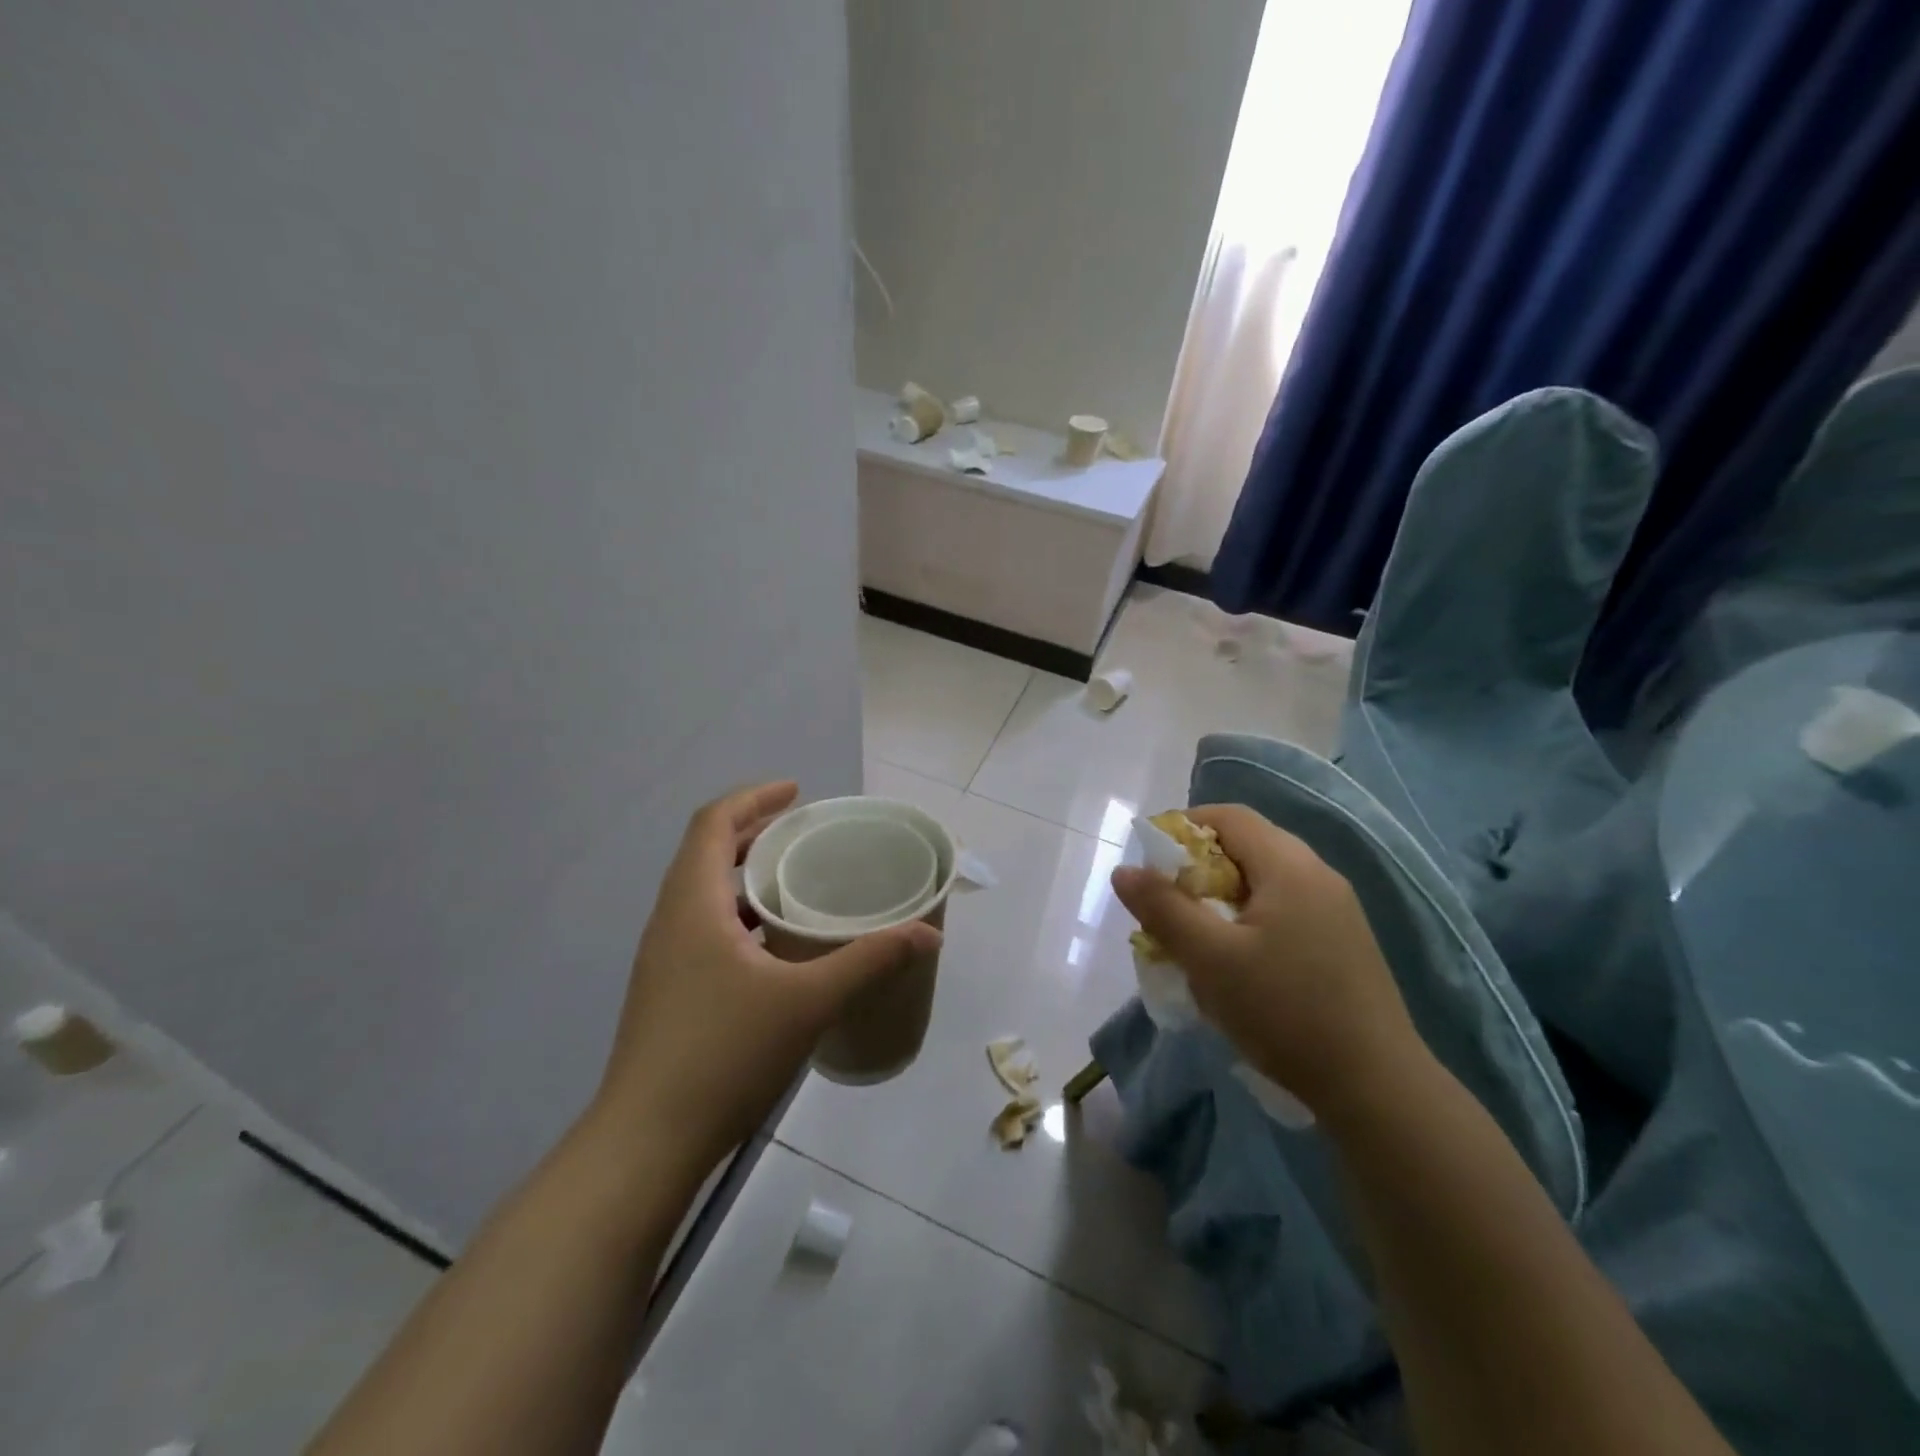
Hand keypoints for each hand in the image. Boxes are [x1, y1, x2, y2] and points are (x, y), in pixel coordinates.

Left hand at [592, 782, 939, 1178]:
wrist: (645, 1144)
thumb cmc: (723, 1055)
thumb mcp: (809, 1001)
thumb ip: (870, 960)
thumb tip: (929, 932)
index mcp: (692, 904)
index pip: (713, 823)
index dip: (754, 797)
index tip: (798, 792)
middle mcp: (670, 921)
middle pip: (706, 852)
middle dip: (753, 831)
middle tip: (804, 831)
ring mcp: (663, 960)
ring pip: (703, 893)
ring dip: (745, 875)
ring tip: (796, 880)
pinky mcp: (667, 992)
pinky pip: (703, 929)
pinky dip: (739, 915)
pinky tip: (775, 947)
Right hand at [1110, 804, 1426, 1122]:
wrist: (1376, 1087)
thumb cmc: (1285, 1011)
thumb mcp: (1210, 959)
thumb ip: (1163, 909)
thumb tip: (1124, 870)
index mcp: (1290, 867)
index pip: (1229, 816)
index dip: (1184, 827)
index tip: (1153, 865)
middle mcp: (1318, 875)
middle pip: (1247, 846)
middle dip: (1199, 867)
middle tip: (1169, 907)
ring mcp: (1336, 910)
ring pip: (1264, 881)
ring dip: (1222, 897)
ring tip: (1197, 939)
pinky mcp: (1342, 942)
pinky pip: (1284, 909)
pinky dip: (1249, 919)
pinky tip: (1238, 964)